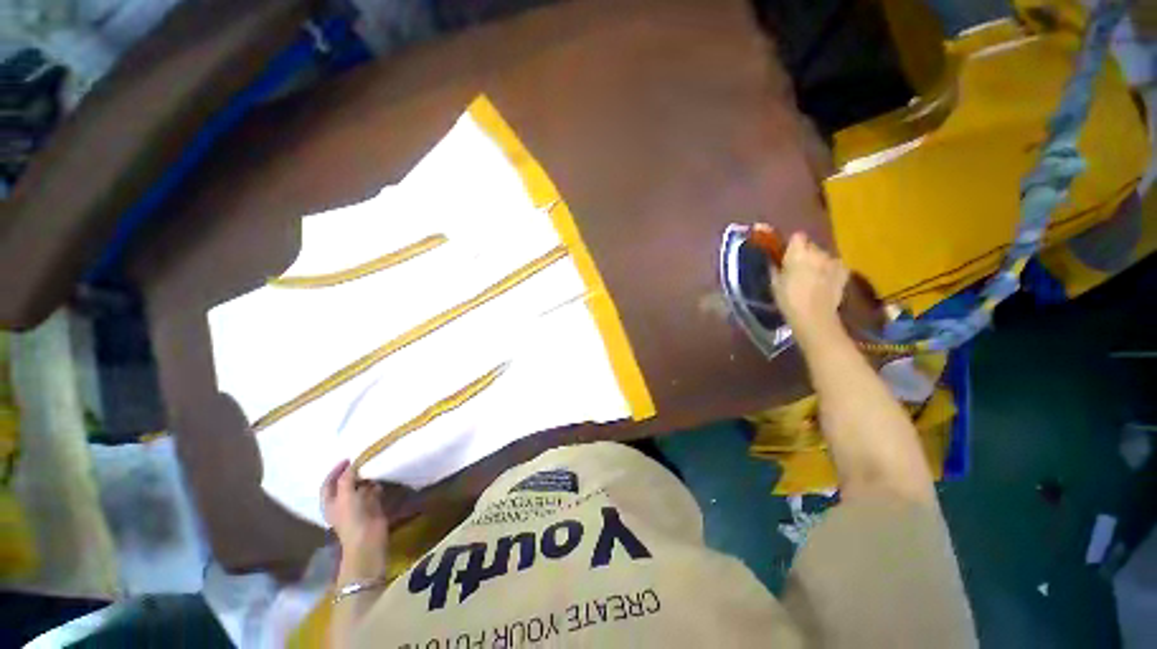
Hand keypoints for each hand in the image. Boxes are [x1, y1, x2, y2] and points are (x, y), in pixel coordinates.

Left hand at [321, 460, 389, 551]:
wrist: (368, 538)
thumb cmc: (351, 518)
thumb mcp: (345, 496)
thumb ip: (346, 479)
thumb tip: (352, 465)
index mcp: (330, 503)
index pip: (328, 484)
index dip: (335, 471)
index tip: (347, 459)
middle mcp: (342, 503)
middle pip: (344, 484)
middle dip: (352, 473)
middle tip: (363, 460)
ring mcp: (357, 506)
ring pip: (359, 488)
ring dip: (365, 478)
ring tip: (373, 466)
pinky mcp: (371, 507)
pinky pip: (372, 492)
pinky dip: (376, 485)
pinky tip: (381, 479)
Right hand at [769, 232, 849, 343]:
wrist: (814, 317)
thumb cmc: (789, 300)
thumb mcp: (774, 283)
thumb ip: (774, 267)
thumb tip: (772, 259)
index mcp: (798, 252)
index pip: (797, 236)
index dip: (791, 244)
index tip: (785, 253)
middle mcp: (818, 252)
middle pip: (811, 246)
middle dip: (804, 253)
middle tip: (796, 268)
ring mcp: (833, 261)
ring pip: (823, 256)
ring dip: (817, 262)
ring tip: (811, 277)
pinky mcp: (844, 272)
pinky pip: (834, 265)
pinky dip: (829, 270)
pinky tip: (824, 281)